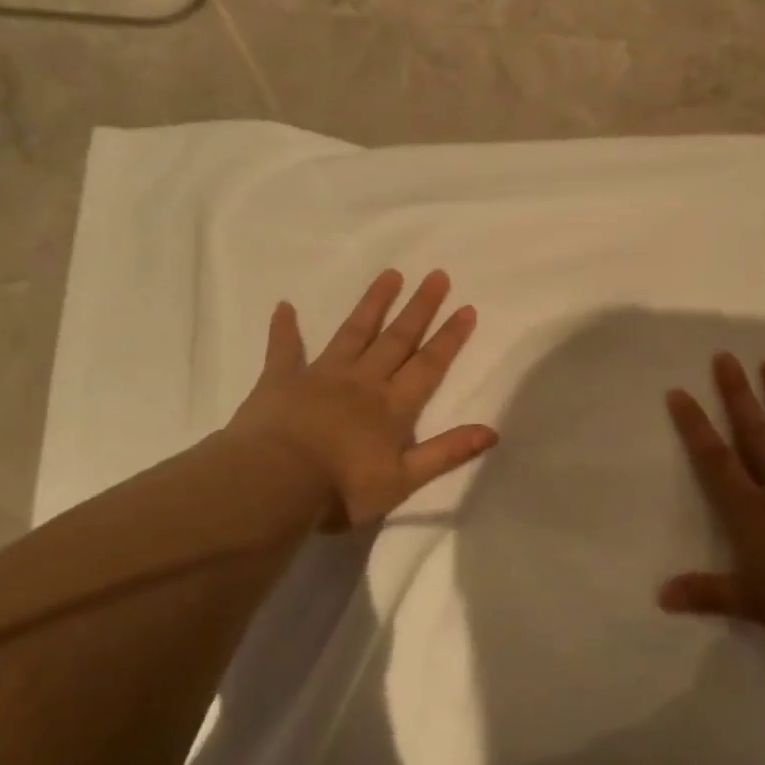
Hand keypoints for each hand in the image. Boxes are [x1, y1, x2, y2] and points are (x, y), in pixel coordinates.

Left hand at [225, 269, 497, 527]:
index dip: (450, 338)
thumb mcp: (403, 480)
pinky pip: (284, 349)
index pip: (429, 365)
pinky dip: (284, 328)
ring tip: (390, 274)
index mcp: (392, 406)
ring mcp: (320, 376)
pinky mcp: (280, 380)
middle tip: (437, 275)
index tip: (466, 308)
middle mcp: (362, 381)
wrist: (272, 485)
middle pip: (397, 339)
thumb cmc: (341, 489)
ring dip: (373, 303)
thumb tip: (492, 431)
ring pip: (353, 333)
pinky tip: (284, 306)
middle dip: (419, 308)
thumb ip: (446, 453)